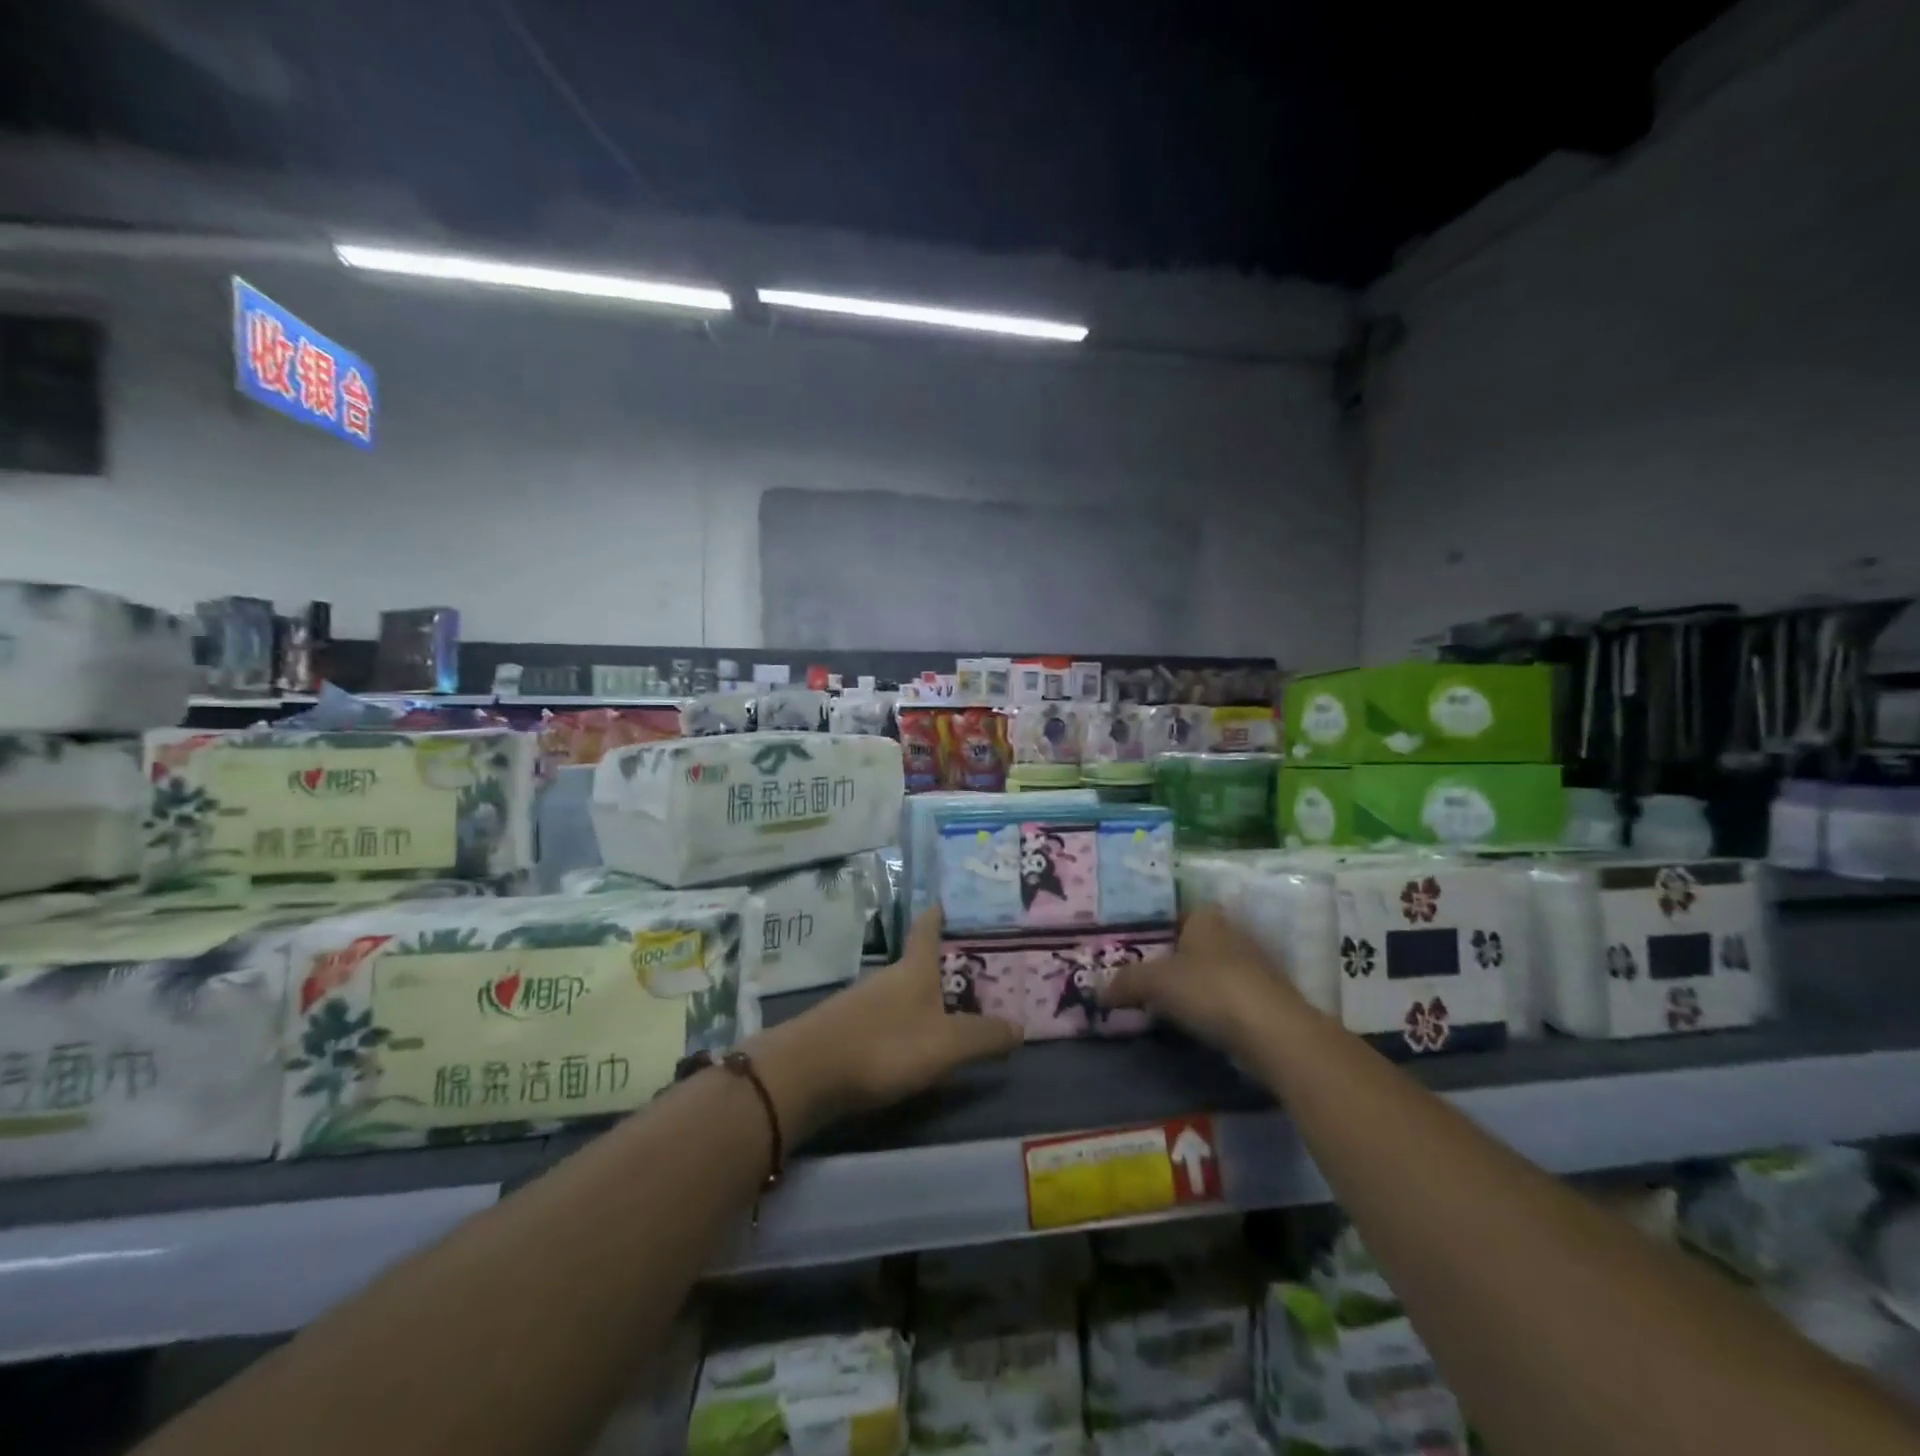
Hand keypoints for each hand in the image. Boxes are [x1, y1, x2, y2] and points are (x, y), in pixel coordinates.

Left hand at [748, 909, 1022, 1131]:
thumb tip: (1020, 1026)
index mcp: (913, 970)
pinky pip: (885, 1018)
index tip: (948, 898)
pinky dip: (903, 1022)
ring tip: (951, 1009)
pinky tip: (912, 1043)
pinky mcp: (845, 1030)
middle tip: (976, 968)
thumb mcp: (944, 1045)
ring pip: (900, 992)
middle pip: (916, 962)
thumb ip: (982, 1037)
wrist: (805, 1074)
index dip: (938, 913)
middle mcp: (887, 978)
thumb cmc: (883, 1046)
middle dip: (941, 964)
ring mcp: (862, 1003)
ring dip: (923, 997)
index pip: (927, 929)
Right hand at [1099, 903, 1302, 1055]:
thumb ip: (1125, 982)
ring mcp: (1253, 966)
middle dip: (1170, 960)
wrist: (1273, 1032)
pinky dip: (1210, 1007)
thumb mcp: (1155, 982)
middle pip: (1191, 943)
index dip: (1153, 929)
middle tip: (1140, 978)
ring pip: (1210, 970)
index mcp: (1206, 916)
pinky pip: (1226, 996)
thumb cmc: (1209, 989)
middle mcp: (1232, 932)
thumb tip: (1098, 991)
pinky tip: (1193, 1023)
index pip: (1174, 913)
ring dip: (1191, 986)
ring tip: (1161, 1004)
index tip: (1132, 950)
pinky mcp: (1265, 998)